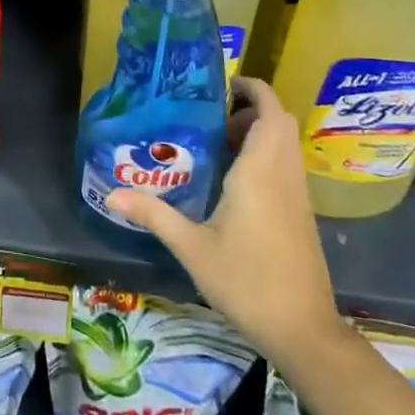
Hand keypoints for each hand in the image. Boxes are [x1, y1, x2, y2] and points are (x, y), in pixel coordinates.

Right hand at [108, 77, 341, 359]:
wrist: (302, 329)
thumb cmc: (246, 281)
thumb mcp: (192, 247)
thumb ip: (154, 215)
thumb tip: (112, 194)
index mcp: (259, 171)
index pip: (269, 110)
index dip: (252, 88)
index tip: (223, 85)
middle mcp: (284, 173)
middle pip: (280, 121)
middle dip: (252, 108)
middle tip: (214, 117)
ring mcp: (298, 193)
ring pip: (286, 143)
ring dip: (260, 131)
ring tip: (218, 144)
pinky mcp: (302, 212)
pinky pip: (287, 164)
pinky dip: (267, 154)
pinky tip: (234, 180)